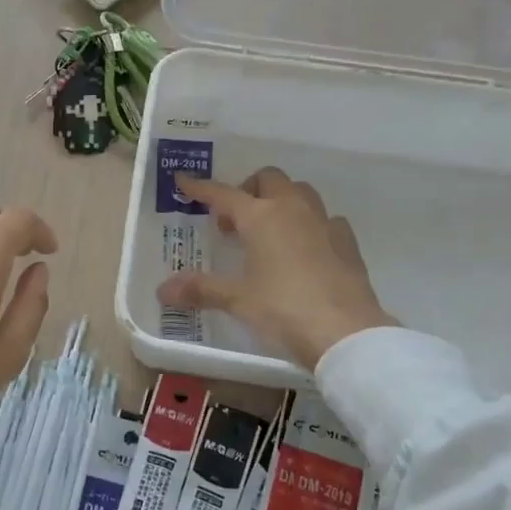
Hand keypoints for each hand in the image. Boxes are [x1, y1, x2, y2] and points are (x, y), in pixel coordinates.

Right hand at [156, 168, 393, 367]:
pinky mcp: (347, 242)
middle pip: (268, 179)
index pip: (223, 193)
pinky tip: (306, 249)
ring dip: (281, 201)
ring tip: (269, 232)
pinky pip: (325, 220)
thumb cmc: (283, 308)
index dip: (201, 188)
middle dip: (248, 190)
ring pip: (300, 193)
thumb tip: (163, 290)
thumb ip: (201, 289)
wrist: (345, 330)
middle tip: (234, 222)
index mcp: (261, 216)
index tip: (184, 181)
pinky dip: (310, 225)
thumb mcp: (237, 299)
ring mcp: (324, 222)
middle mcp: (292, 209)